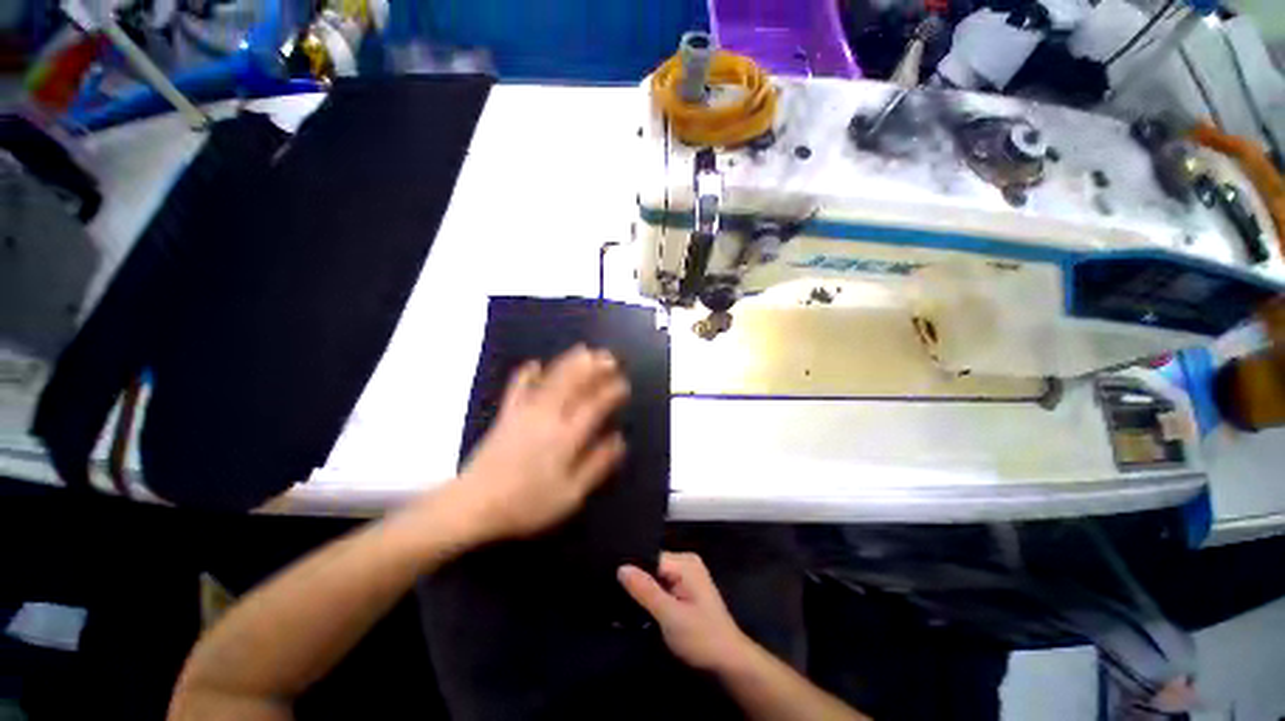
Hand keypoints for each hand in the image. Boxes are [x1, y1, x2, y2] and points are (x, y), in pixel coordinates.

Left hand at [452, 345, 629, 541]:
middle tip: (609, 356)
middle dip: (593, 368)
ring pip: (551, 380)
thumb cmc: (527, 504)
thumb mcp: (570, 494)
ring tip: (584, 349)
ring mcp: (525, 413)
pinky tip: (533, 363)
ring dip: (569, 363)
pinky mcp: (506, 415)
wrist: (474, 505)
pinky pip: (517, 388)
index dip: (611, 392)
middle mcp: (548, 417)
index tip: (624, 382)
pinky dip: (526, 374)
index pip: (594, 406)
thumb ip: (596, 465)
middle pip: (573, 385)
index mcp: (566, 437)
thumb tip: (619, 440)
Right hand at [618, 552, 749, 672]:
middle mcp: (686, 563)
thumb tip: (621, 568)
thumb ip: (646, 590)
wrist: (729, 663)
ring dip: (643, 592)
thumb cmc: (702, 638)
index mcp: (685, 562)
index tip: (611, 582)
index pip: (650, 557)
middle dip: (637, 582)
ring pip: (655, 578)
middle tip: (615, 596)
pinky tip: (639, 608)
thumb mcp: (670, 615)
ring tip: (622, 604)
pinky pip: (662, 586)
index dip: (633, 570)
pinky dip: (652, 597)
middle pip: (652, 566)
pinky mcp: (685, 590)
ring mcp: (687, 576)